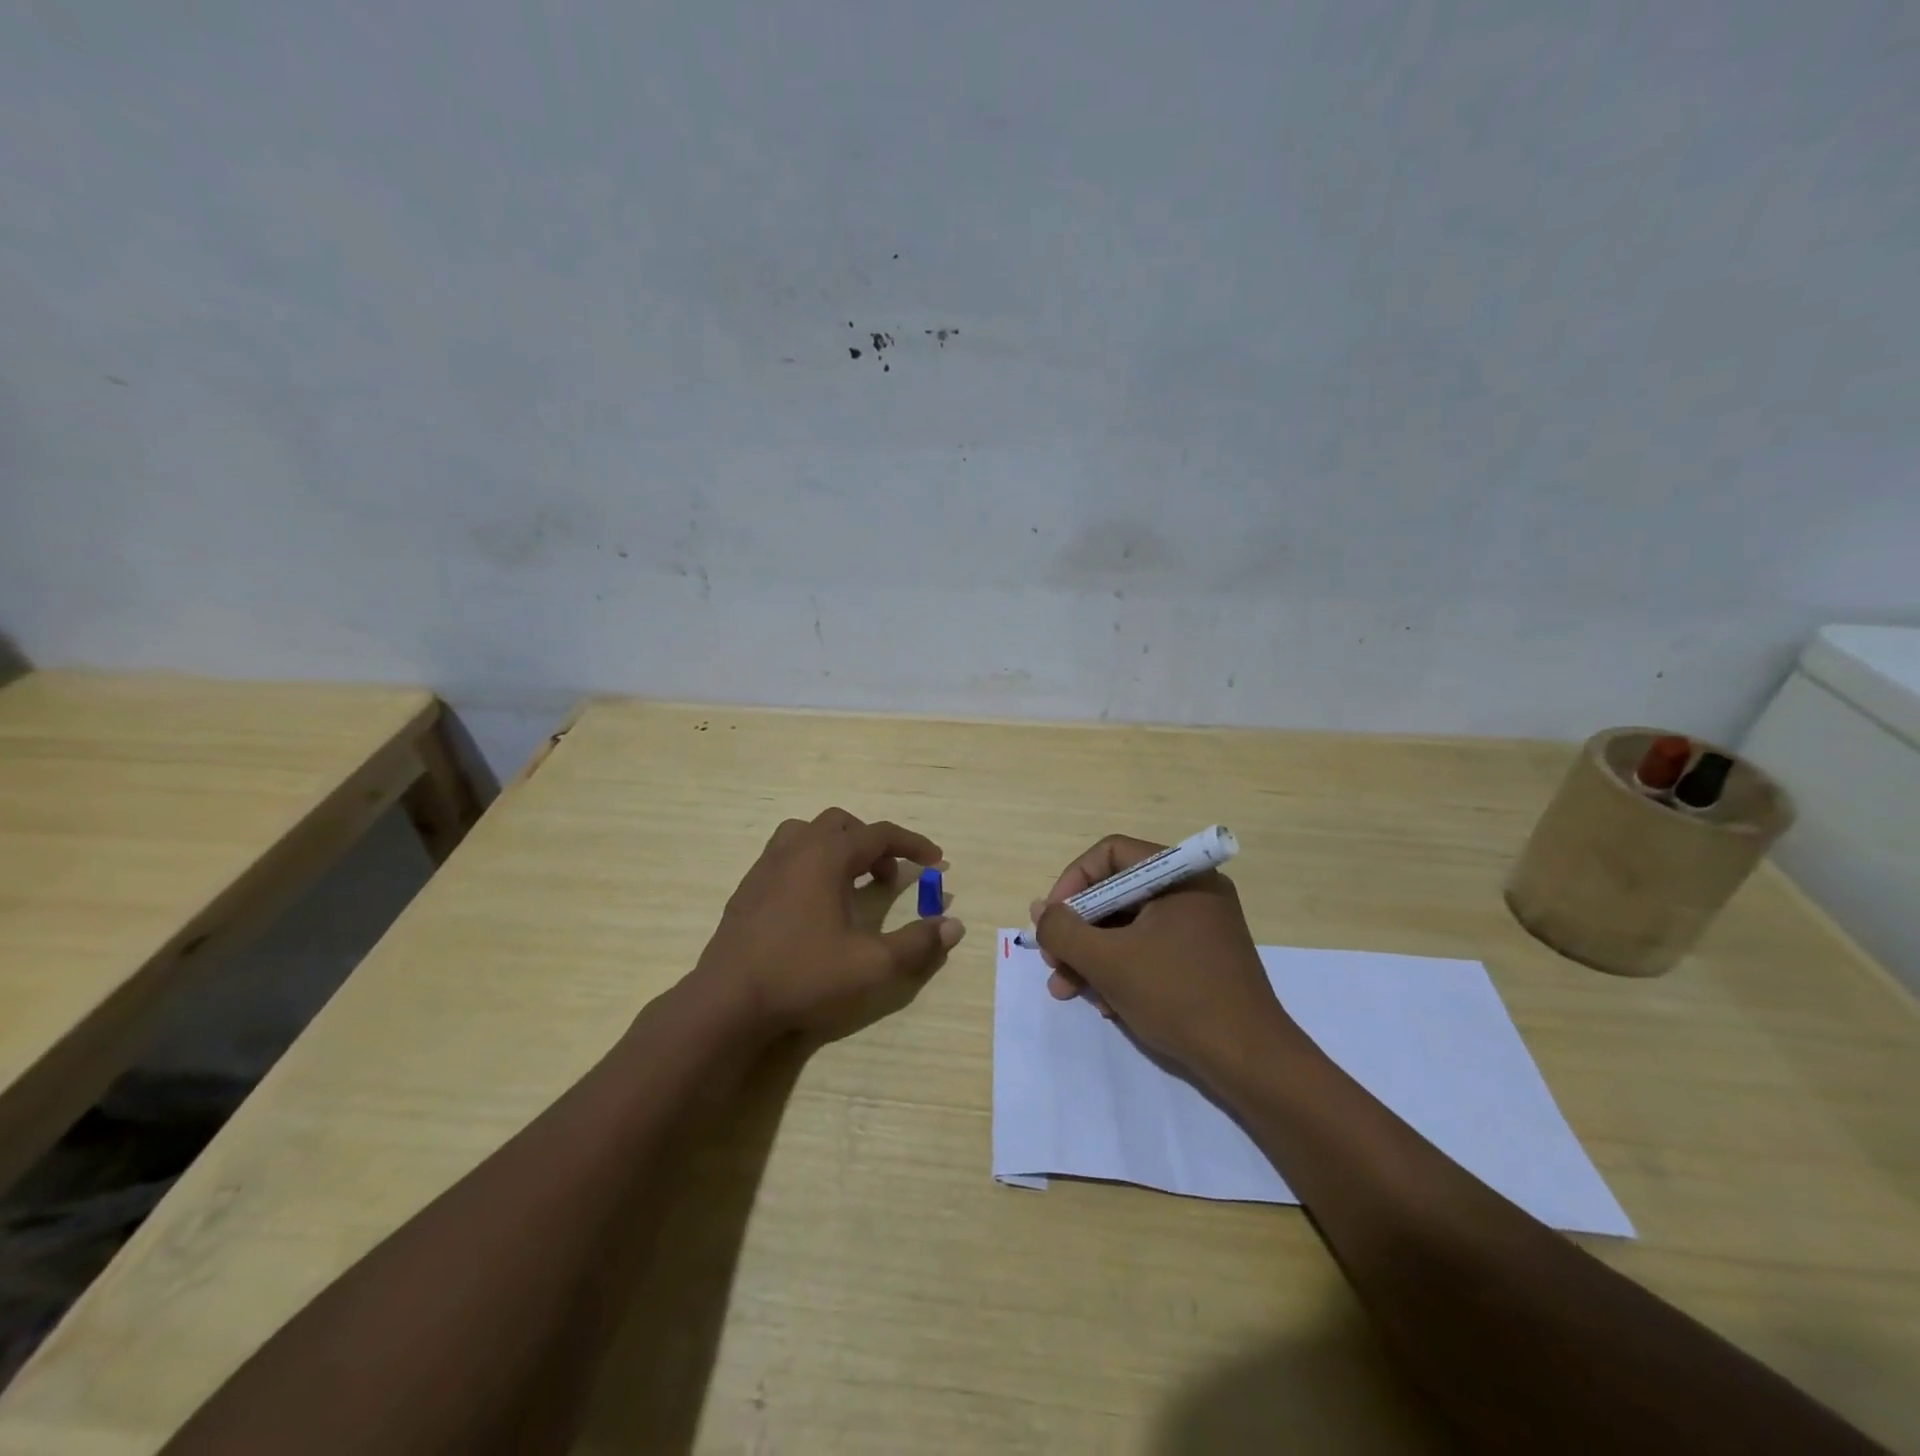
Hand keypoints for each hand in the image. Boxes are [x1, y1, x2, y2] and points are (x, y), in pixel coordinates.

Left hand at [691, 808, 963, 1039]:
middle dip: (873, 844)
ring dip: (837, 847)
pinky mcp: (748, 888)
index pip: (880, 834)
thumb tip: (954, 926)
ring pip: (807, 833)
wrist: (728, 1001)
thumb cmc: (803, 975)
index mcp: (826, 856)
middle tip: (889, 878)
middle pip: (843, 825)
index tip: (936, 860)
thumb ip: (917, 944)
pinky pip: (785, 855)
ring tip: (850, 881)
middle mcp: (795, 849)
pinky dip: (810, 863)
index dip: (913, 844)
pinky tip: (813, 903)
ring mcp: (766, 866)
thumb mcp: (871, 965)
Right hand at [1033, 835, 1291, 1075]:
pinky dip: (1121, 969)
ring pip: (1129, 925)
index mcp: (1180, 875)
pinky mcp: (1203, 958)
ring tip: (1067, 991)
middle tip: (1053, 963)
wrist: (1251, 1062)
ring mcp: (1201, 926)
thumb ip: (1064, 930)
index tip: (1052, 921)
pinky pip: (1150, 948)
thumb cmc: (1178, 996)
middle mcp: (1193, 890)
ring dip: (1093, 955)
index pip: (1110, 854)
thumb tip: (1041, 911)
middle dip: (1078, 930)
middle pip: (1117, 892)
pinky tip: (1105, 1004)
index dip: (1072, 882)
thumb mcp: (1109, 961)